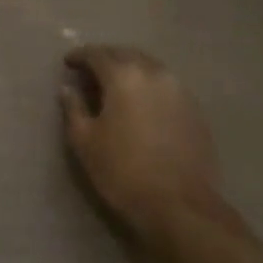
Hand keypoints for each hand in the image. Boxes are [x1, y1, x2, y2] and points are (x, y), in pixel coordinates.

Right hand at [60, 44, 234, 258]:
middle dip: (105, 58)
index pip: (96, 54)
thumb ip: (73, 108)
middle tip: (90, 71)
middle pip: (125, 54)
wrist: (181, 208)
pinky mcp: (194, 110)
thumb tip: (68, 89)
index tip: (68, 63)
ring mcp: (179, 90)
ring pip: (149, 67)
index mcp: (123, 76)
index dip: (79, 56)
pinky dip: (149, 86)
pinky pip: (166, 85)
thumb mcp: (85, 141)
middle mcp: (153, 74)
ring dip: (129, 70)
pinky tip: (141, 103)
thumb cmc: (123, 171)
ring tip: (115, 86)